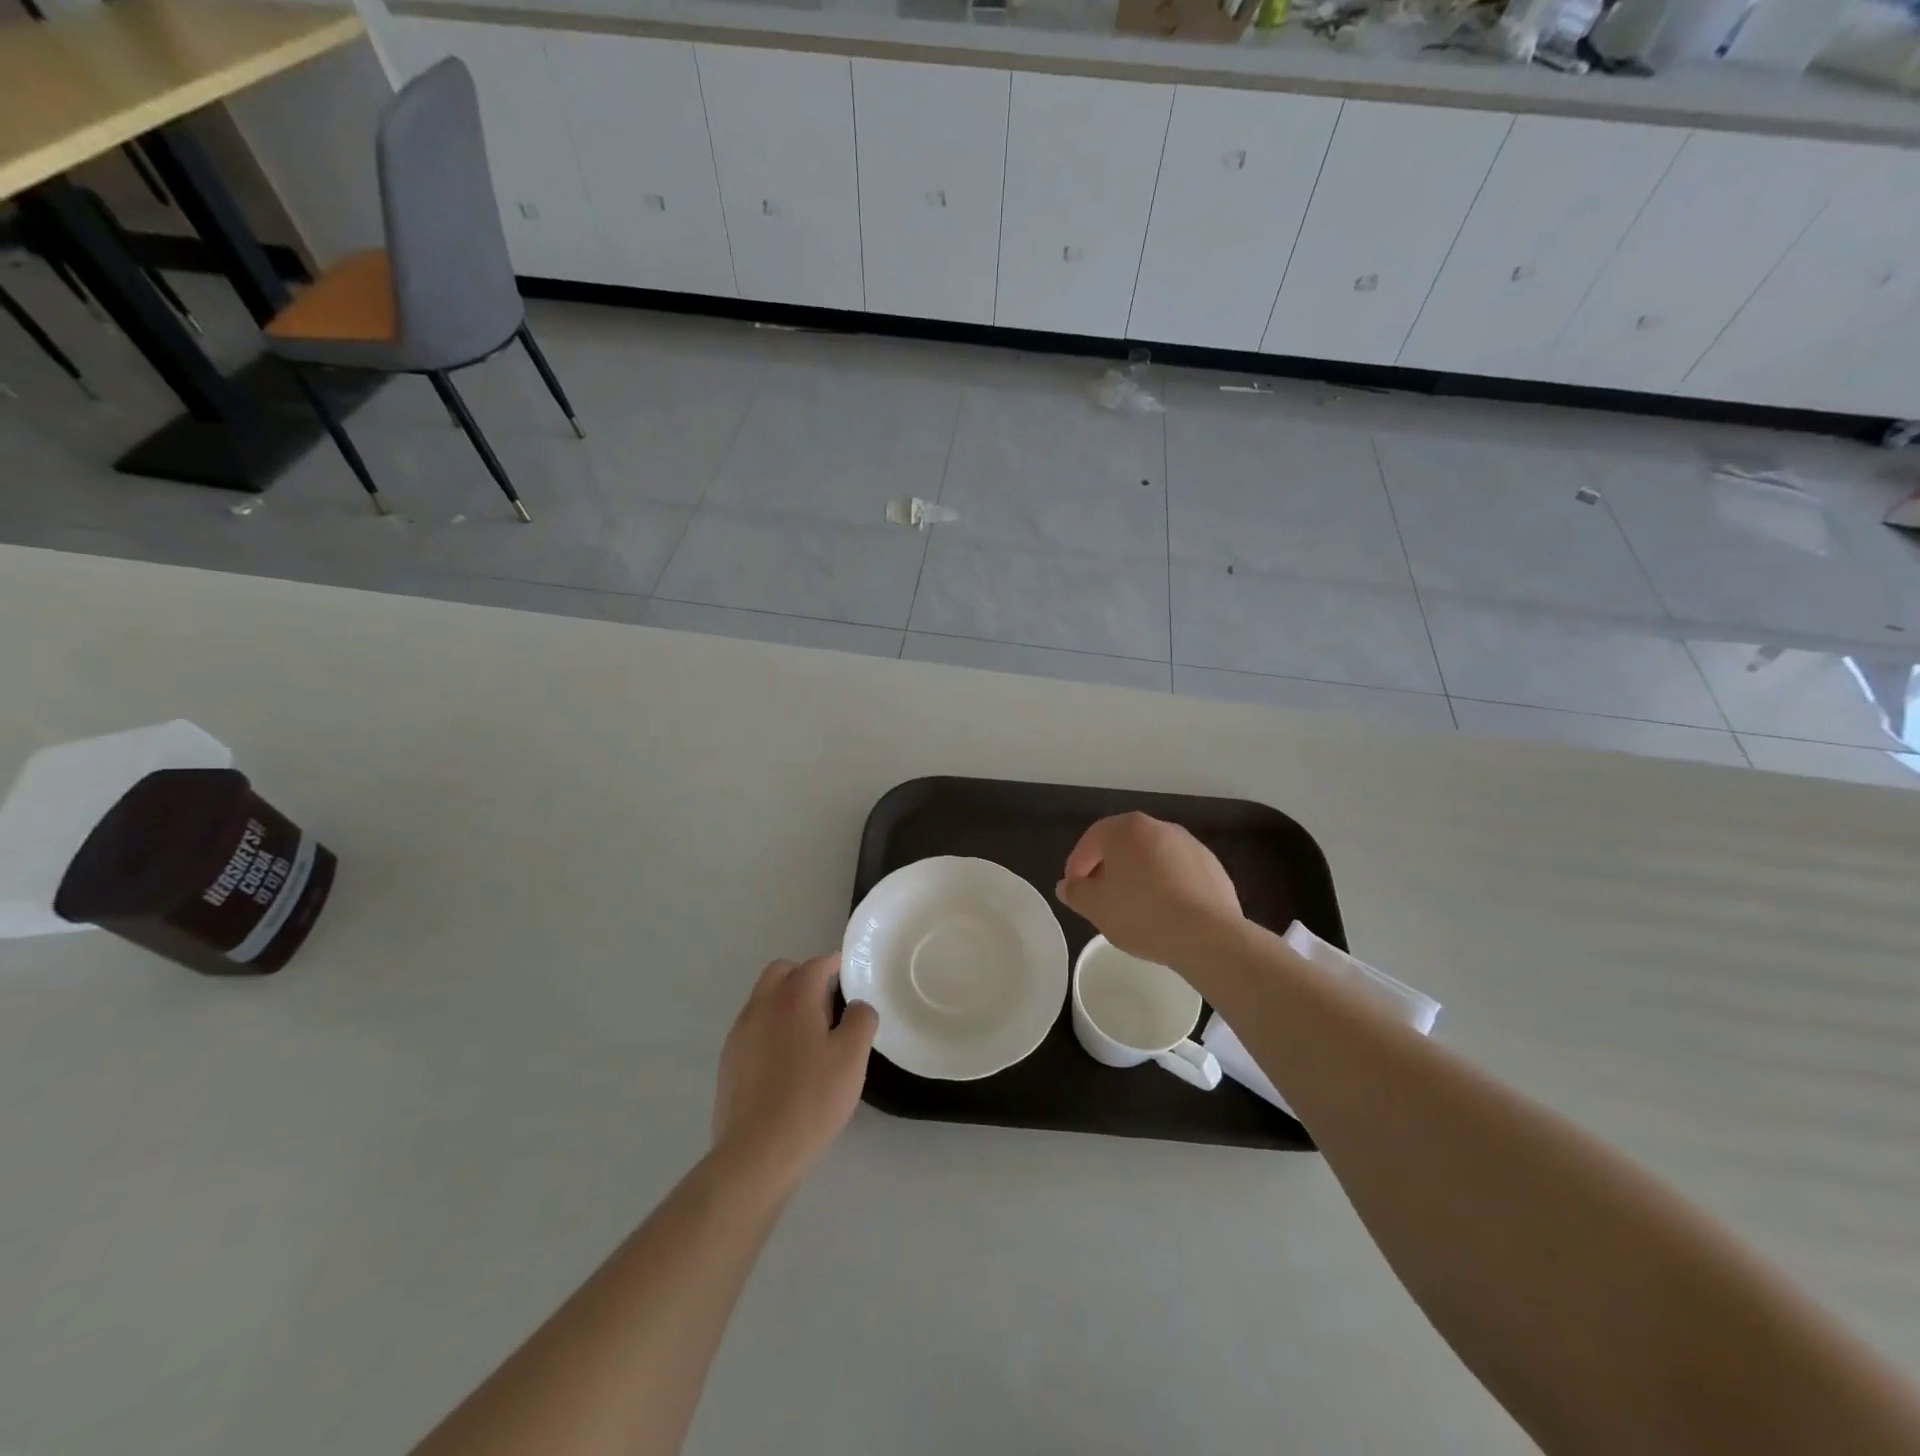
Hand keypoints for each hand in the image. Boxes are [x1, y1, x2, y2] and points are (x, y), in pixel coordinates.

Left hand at [712, 953, 877, 1197]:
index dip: (836, 965)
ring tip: (811, 1035)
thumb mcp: (852, 1058)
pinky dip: (772, 1027)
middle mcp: (761, 1005)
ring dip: (786, 1001)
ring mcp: (740, 1032)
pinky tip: (788, 1061)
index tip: (851, 977)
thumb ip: (861, 1019)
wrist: (756, 1154)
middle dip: (806, 976)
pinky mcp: (729, 1059)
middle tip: (830, 1003)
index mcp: (793, 997)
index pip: (816, 964)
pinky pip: (754, 1026)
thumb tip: (855, 1006)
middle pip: (782, 972)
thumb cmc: (811, 1100)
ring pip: (764, 998)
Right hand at [1056, 813, 1243, 969]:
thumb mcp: (1095, 907)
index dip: (1077, 865)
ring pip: (1152, 857)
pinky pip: (1177, 872)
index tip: (1075, 889)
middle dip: (1108, 868)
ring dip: (1138, 876)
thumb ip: (1076, 892)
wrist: (1208, 936)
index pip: (1091, 840)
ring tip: (1133, 907)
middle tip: (1100, 896)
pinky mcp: (1212, 867)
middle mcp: (1159, 827)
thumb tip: (1068, 885)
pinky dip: (1165, 885)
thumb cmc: (1142, 914)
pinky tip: (1164, 912)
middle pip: (1123, 844)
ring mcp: (1190, 845)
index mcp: (1127, 829)